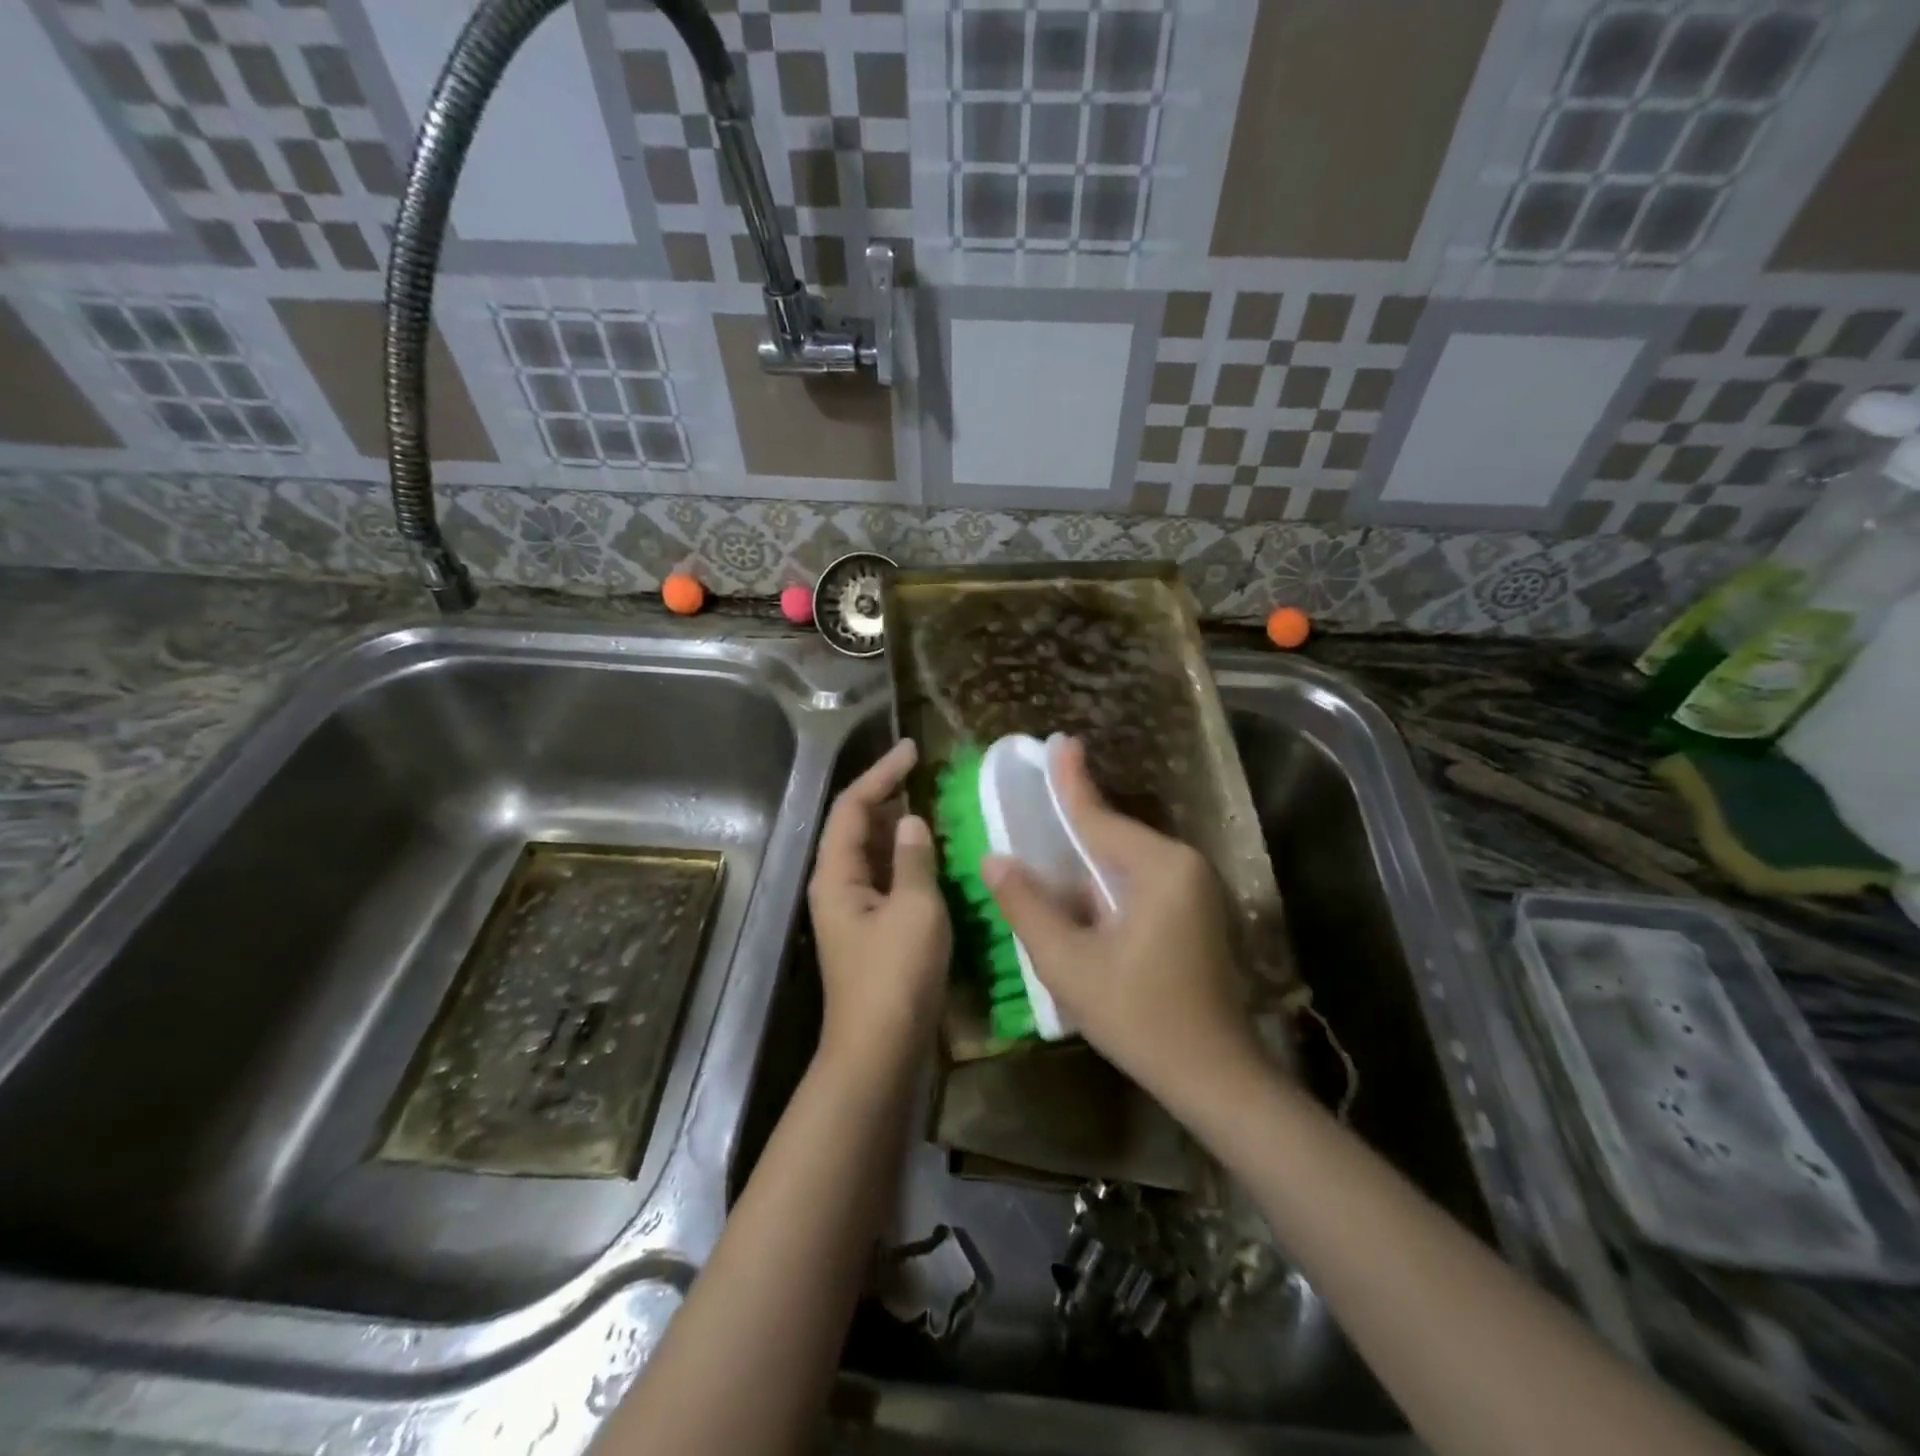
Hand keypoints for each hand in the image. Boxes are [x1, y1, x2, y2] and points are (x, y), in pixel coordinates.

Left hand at [807, 739, 950, 1078]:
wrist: (879, 1052)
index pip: (853, 806)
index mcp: (836, 874)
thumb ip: (913, 860)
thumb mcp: (915, 910)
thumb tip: (910, 822)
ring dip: (896, 827)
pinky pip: (884, 878)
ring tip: (931, 804)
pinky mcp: (870, 930)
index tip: (912, 750)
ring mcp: (852, 910)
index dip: (881, 774)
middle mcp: (836, 886)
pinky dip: (905, 858)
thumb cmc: (896, 977)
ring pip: (871, 853)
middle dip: (886, 796)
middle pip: (855, 826)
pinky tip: (931, 855)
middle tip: (924, 774)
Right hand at [982, 737, 1258, 1104]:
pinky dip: (1107, 881)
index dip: (1071, 782)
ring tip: (1049, 843)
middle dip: (1075, 820)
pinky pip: (1141, 881)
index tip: (1058, 742)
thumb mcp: (1069, 964)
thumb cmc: (1140, 1017)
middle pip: (1115, 836)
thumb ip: (1028, 907)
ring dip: (1088, 857)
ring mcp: (1196, 891)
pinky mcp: (1196, 914)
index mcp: (1160, 869)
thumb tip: (994, 860)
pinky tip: (1080, 893)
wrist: (1215, 1078)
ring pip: (1127, 860)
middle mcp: (1184, 867)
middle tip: (1040, 792)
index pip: (1101, 818)